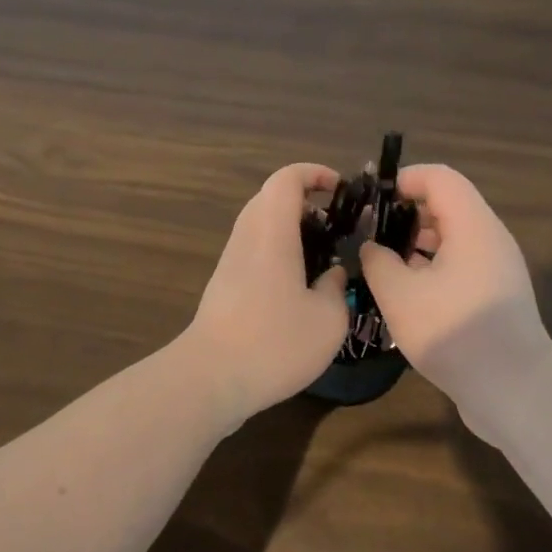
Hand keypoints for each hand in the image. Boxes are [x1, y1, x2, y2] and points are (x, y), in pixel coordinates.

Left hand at [183, 163, 349, 423]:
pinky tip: (299, 286)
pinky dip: (279, 251)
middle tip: (337, 227)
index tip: (340, 189)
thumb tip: (332, 275)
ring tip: (323, 258)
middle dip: (306, 203)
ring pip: (261, 225)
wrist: (211, 378)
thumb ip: (336, 288)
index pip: (286, 179)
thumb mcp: (328, 320)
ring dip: (292, 229)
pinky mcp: (224, 284)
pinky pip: (254, 249)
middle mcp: (246, 237)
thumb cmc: (274, 343)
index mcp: (271, 232)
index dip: (314, 173)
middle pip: (271, 198)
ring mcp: (230, 260)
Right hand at [360, 164, 551, 443]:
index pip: (439, 177)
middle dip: (405, 214)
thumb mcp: (399, 294)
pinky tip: (406, 294)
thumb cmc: (453, 331)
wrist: (514, 391)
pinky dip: (432, 268)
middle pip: (446, 205)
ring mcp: (496, 269)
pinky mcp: (495, 296)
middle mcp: (490, 239)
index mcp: (472, 226)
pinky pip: (460, 265)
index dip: (403, 180)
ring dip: (417, 244)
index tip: (371, 202)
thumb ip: (378, 260)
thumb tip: (372, 247)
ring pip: (452, 238)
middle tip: (370, 235)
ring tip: (382, 266)